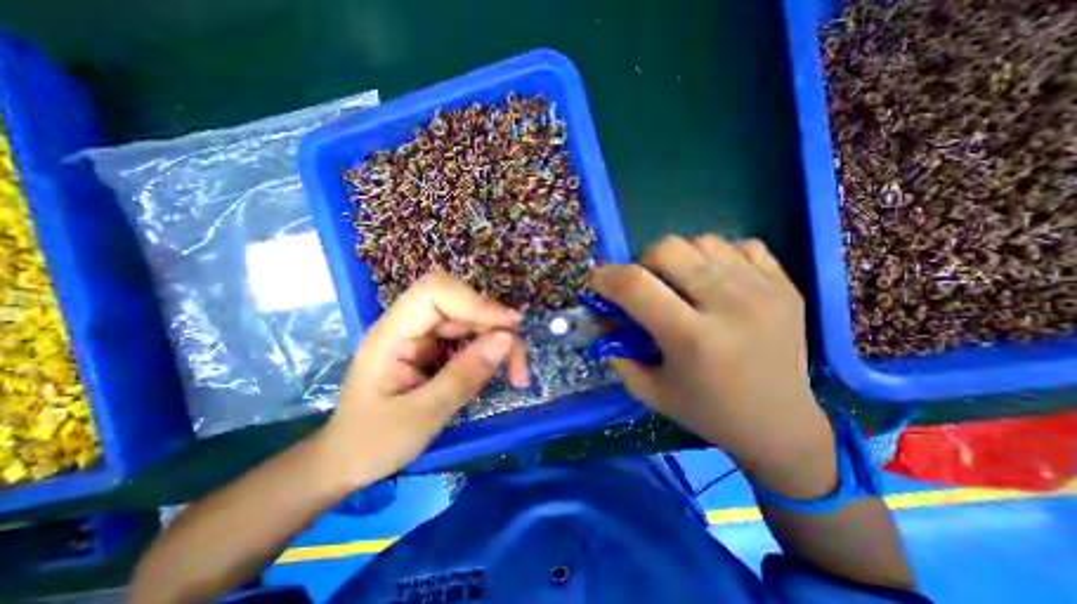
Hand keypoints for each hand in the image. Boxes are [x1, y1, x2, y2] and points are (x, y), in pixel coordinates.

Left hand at [314, 272, 529, 485]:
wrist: (349, 461)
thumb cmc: (373, 443)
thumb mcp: (422, 416)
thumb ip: (464, 376)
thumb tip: (507, 339)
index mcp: (392, 334)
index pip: (435, 292)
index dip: (475, 301)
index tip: (510, 325)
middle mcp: (409, 326)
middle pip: (462, 306)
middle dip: (496, 329)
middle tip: (519, 367)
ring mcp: (424, 337)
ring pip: (472, 322)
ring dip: (500, 342)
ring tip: (517, 374)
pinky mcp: (436, 349)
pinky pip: (471, 339)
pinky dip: (492, 352)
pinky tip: (500, 372)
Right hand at [592, 235, 834, 496]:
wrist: (781, 425)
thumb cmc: (706, 412)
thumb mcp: (648, 389)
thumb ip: (617, 350)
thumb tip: (603, 315)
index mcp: (693, 339)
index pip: (635, 285)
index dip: (606, 276)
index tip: (597, 282)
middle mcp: (731, 306)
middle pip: (668, 248)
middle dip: (642, 263)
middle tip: (645, 287)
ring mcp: (764, 290)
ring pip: (701, 241)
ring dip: (679, 259)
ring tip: (682, 284)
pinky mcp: (785, 285)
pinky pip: (739, 245)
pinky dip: (717, 257)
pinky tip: (718, 283)